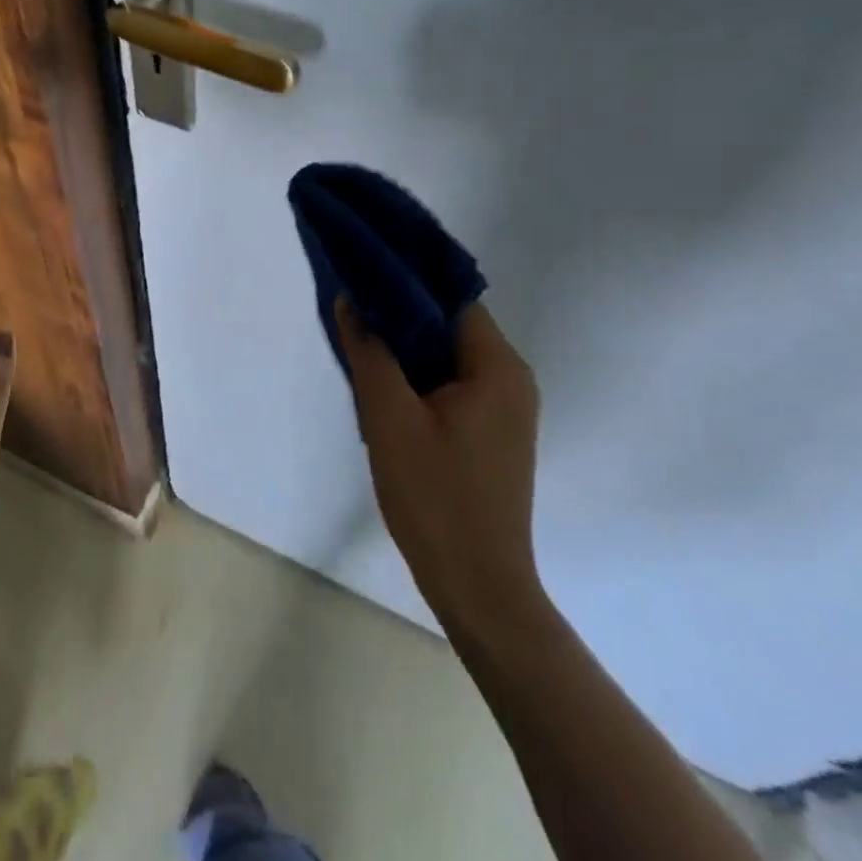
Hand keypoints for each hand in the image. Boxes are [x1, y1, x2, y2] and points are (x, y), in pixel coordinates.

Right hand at [336, 295, 549, 646]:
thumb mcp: (389, 417)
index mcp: (497, 367)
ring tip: (359, 340)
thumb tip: (350, 299)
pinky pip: (452, 386)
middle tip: (352, 308)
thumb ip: (369, 351)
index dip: (407, 282)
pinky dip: (419, 377)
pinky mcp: (491, 434)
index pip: (451, 300)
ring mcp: (504, 410)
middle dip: (401, 316)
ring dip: (407, 348)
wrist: (477, 588)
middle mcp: (511, 380)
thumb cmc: (435, 496)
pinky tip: (382, 382)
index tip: (364, 273)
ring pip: (448, 358)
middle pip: (451, 326)